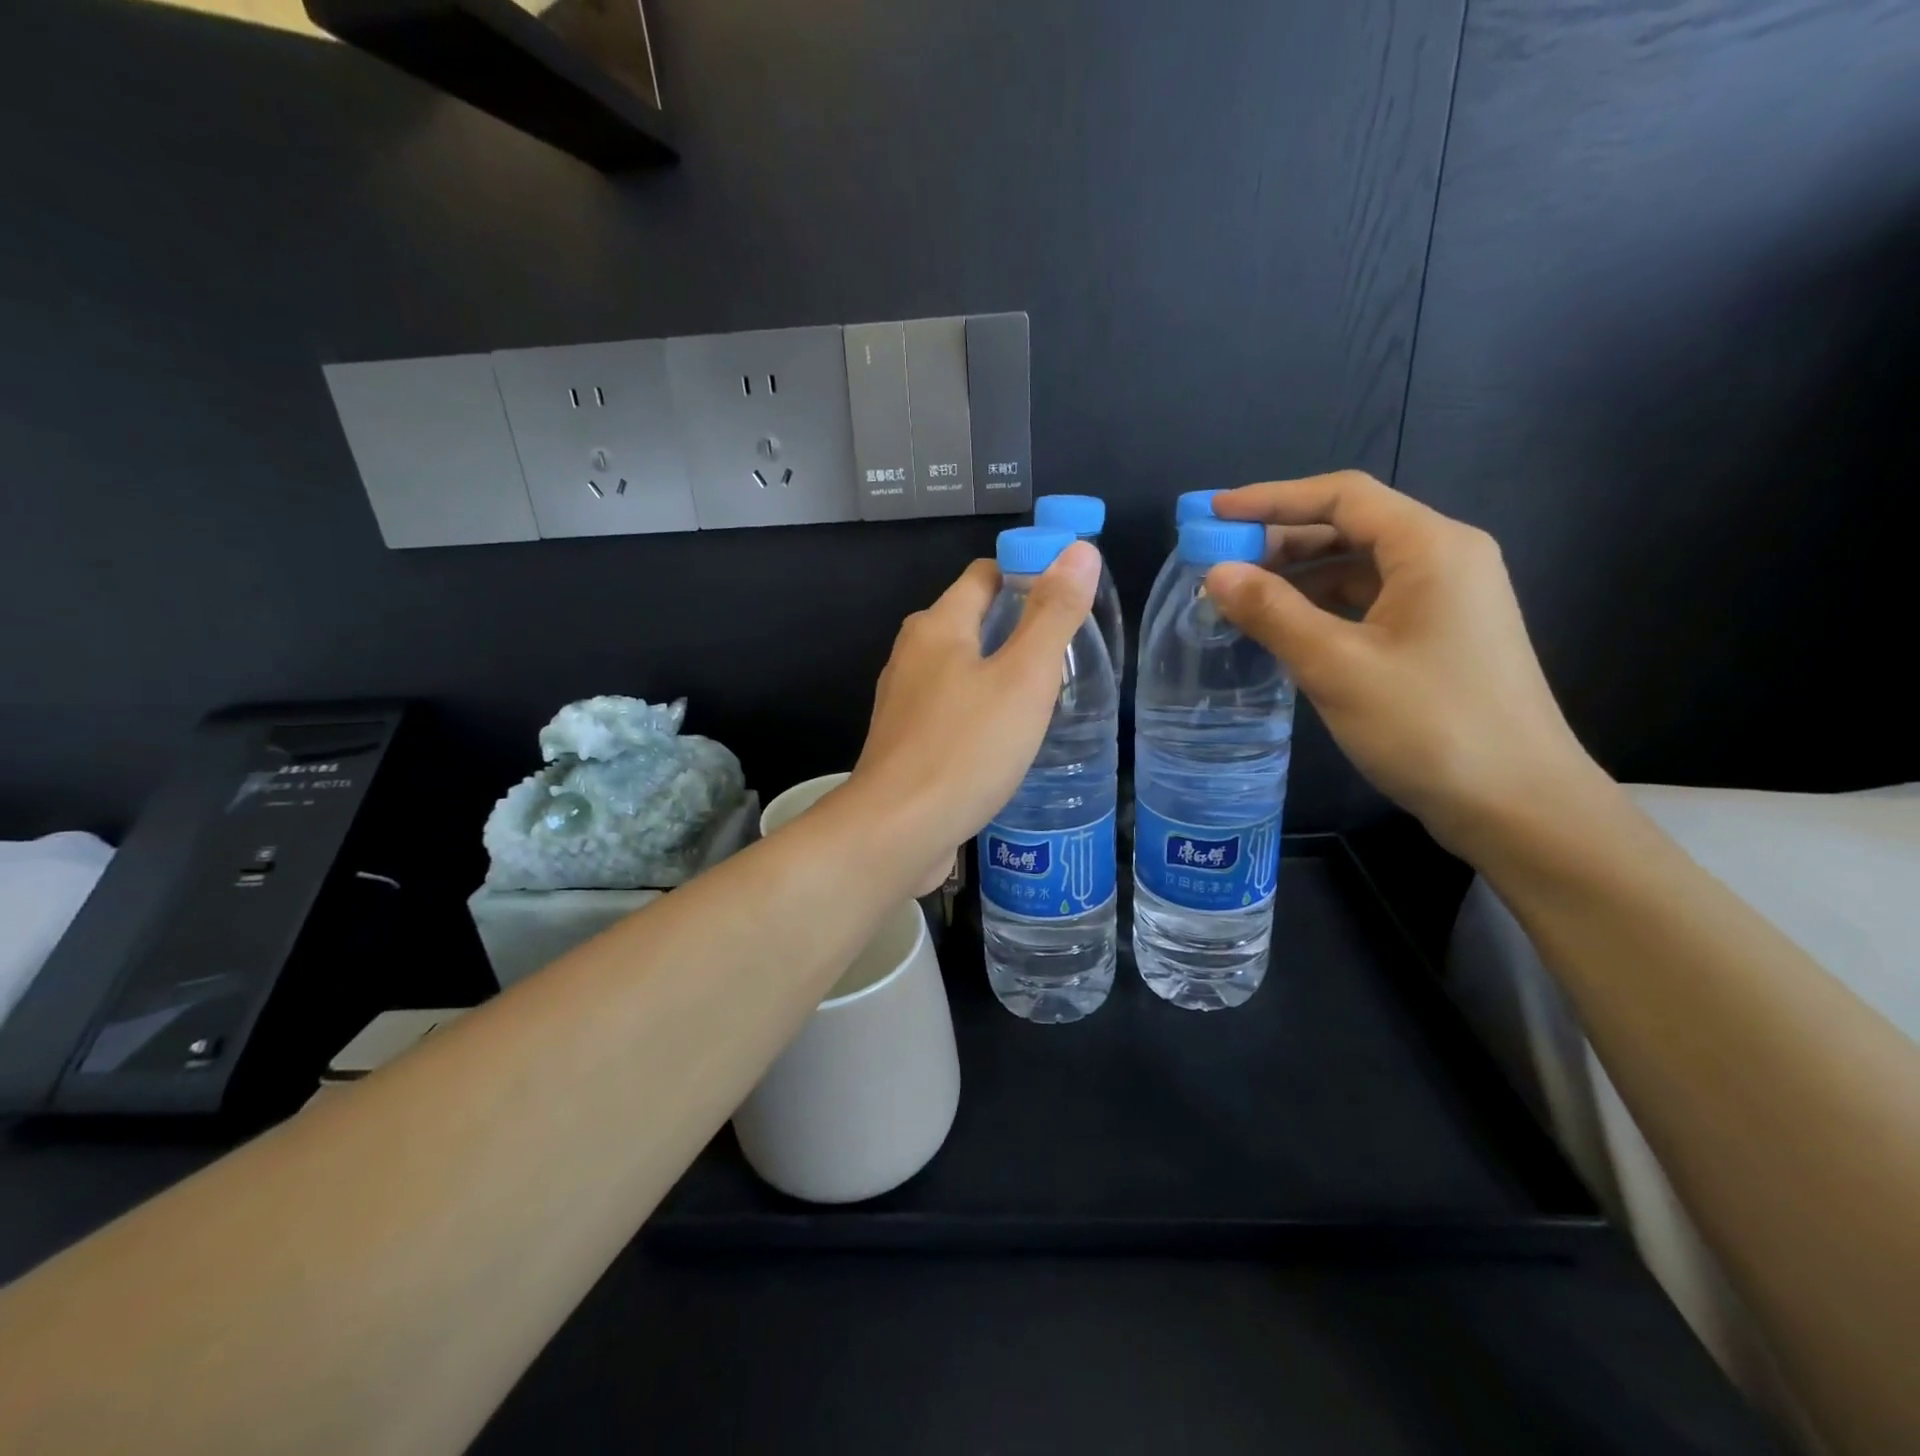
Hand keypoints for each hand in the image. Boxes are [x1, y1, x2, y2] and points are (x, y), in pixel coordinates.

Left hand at [845, 543, 1101, 894]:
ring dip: (1001, 671)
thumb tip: (1079, 550)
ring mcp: (904, 700)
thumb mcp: (1024, 678)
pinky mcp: (907, 741)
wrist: (896, 832)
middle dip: (1019, 625)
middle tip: (1069, 649)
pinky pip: (952, 707)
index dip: (1029, 573)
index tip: (1072, 596)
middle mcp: (913, 654)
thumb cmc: (965, 749)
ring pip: (962, 667)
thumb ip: (1052, 614)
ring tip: (1047, 693)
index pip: (986, 573)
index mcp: (937, 626)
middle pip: (972, 619)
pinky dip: (982, 708)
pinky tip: (1008, 736)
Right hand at [1205, 471, 1598, 853]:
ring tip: (1238, 595)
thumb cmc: (1429, 726)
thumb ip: (1272, 612)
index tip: (1213, 513)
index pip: (1342, 497)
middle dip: (1279, 540)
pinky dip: (1320, 607)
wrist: (1518, 806)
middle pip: (1349, 528)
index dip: (1271, 499)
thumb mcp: (1337, 666)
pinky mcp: (1437, 638)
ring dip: (1296, 577)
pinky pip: (1367, 603)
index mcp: (1431, 547)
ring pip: (1357, 568)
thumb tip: (1215, 572)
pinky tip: (1281, 628)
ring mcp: (1445, 601)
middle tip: (1217, 561)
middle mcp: (1444, 559)